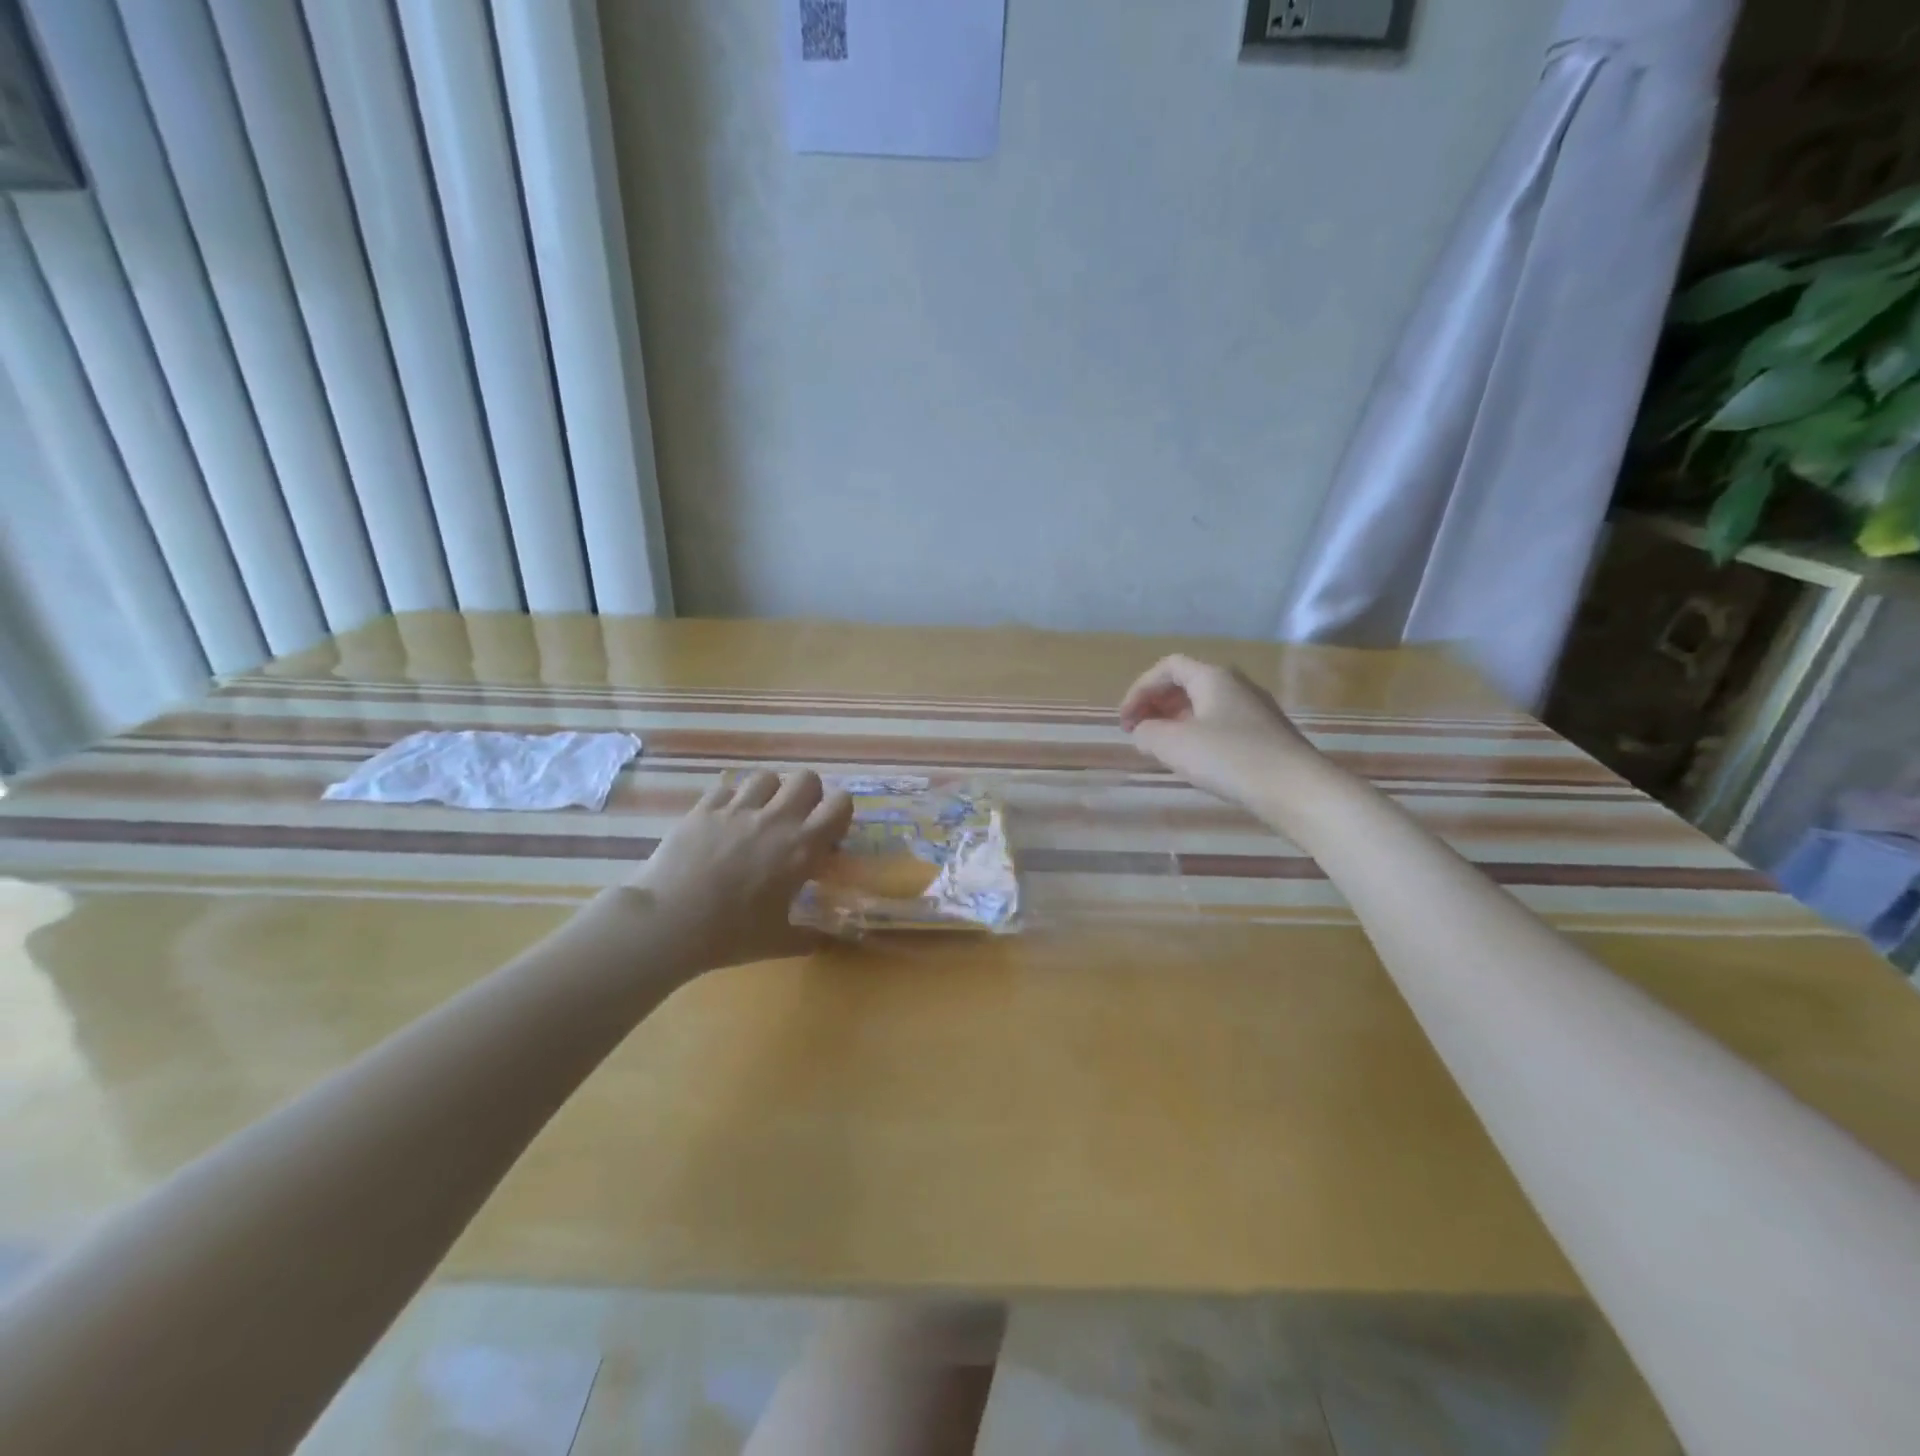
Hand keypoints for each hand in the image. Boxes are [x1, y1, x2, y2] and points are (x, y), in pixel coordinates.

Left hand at [626, 769, 854, 972]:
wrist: (669, 922)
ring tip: (759, 816)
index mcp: (802, 847)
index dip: (839, 813)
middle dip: (807, 795)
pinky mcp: (703, 809)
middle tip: (796, 822)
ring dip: (769, 793)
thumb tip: (825, 942)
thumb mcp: (778, 942)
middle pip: (806, 779)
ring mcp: (737, 809)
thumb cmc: (731, 934)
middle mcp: (775, 819)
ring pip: (766, 777)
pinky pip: (726, 789)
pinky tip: (723, 823)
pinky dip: (730, 801)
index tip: (828, 835)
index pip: (840, 804)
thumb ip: (807, 937)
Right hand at [1118, 655, 1320, 806]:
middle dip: (1156, 705)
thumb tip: (1143, 732)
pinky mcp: (1267, 737)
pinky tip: (1196, 762)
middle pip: (1187, 684)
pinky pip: (1222, 726)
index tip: (1125, 722)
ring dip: (1176, 722)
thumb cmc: (1229, 758)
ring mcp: (1256, 711)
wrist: (1297, 790)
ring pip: (1205, 706)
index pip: (1167, 667)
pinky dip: (1199, 736)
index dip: (1139, 689)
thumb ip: (1147, 733)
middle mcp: (1237, 685)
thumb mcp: (1173, 745)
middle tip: (1139, 733)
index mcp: (1213, 677)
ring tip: (1162, 749)